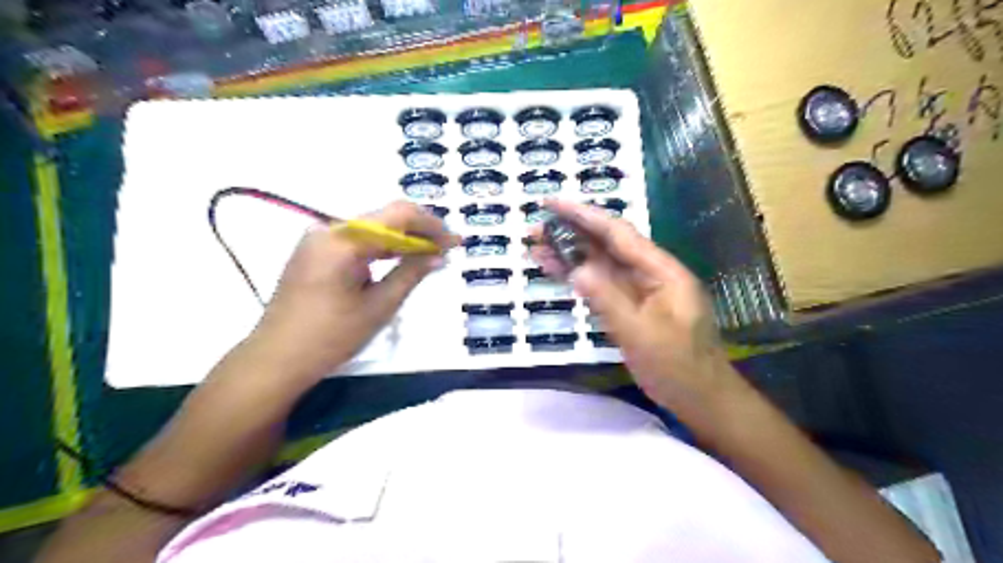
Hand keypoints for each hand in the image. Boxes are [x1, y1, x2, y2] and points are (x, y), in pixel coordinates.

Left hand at [248, 201, 458, 381]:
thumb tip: (440, 255)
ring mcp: (318, 239)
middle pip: (384, 218)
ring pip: (372, 228)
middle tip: (447, 248)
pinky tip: (401, 259)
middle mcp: (329, 229)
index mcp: (343, 240)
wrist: (277, 359)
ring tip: (431, 253)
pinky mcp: (315, 252)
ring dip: (402, 239)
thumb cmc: (331, 337)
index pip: (398, 215)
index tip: (456, 241)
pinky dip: (381, 248)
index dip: (432, 225)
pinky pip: (357, 240)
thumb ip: (411, 273)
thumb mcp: (379, 305)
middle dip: (419, 231)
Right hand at [528, 199, 734, 406]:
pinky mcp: (630, 307)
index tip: (552, 204)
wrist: (702, 399)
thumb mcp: (642, 335)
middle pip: (607, 245)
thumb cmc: (679, 368)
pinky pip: (602, 286)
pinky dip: (579, 278)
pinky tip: (557, 270)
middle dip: (571, 232)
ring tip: (536, 246)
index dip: (583, 215)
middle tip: (535, 227)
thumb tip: (576, 269)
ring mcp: (640, 291)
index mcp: (661, 271)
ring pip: (601, 265)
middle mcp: (650, 273)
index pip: (618, 234)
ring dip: (570, 254)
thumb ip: (608, 300)